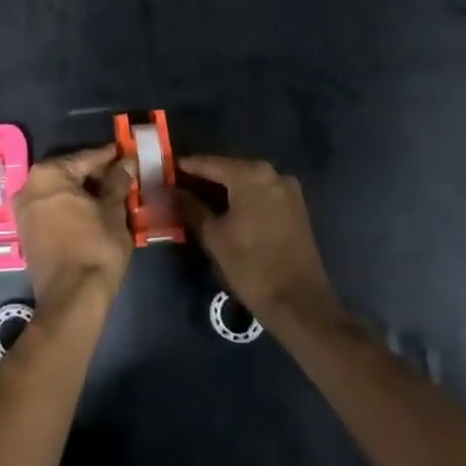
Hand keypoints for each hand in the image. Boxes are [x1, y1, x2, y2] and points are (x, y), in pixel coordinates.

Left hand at [13, 145, 133, 318]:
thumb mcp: (113, 211)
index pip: (85, 157)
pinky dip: (71, 206)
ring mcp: (24, 210)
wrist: (72, 298)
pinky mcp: (26, 230)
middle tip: (123, 174)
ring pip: (60, 191)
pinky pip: (52, 208)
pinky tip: (94, 210)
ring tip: (113, 193)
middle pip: (70, 172)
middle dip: (96, 174)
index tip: (127, 152)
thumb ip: (118, 182)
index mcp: (48, 175)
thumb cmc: (95, 247)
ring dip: (84, 191)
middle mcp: (29, 186)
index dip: (110, 156)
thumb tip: (126, 162)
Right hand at [178, 156, 344, 329]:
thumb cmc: (251, 265)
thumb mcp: (213, 236)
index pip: (210, 163)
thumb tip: (171, 191)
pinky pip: (261, 193)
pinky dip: (242, 197)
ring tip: (198, 199)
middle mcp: (272, 174)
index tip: (166, 170)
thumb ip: (190, 207)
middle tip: (179, 186)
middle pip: (230, 169)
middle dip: (205, 178)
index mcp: (251, 175)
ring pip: (247, 181)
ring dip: (224, 189)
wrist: (299, 302)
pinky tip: (226, 209)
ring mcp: (288, 190)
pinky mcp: (296, 207)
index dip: (186, 167)